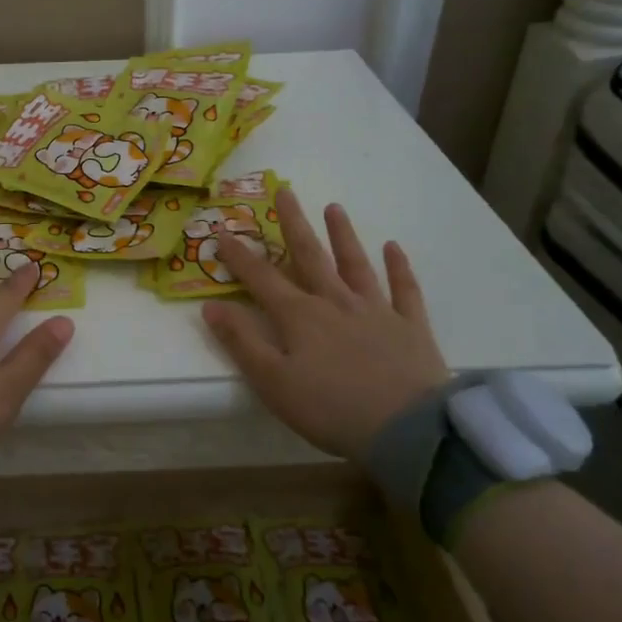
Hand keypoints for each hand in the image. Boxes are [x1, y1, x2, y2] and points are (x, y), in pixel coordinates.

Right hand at [202, 188, 449, 459]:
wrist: (407, 430)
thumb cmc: (331, 409)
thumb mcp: (272, 382)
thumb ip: (241, 342)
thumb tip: (211, 306)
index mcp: (299, 316)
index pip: (262, 278)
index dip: (239, 255)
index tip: (223, 231)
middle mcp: (335, 302)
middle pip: (310, 256)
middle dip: (294, 223)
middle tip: (285, 191)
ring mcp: (376, 311)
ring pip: (355, 264)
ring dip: (343, 235)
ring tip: (334, 207)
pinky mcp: (410, 327)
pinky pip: (404, 289)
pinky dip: (398, 267)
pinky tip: (393, 247)